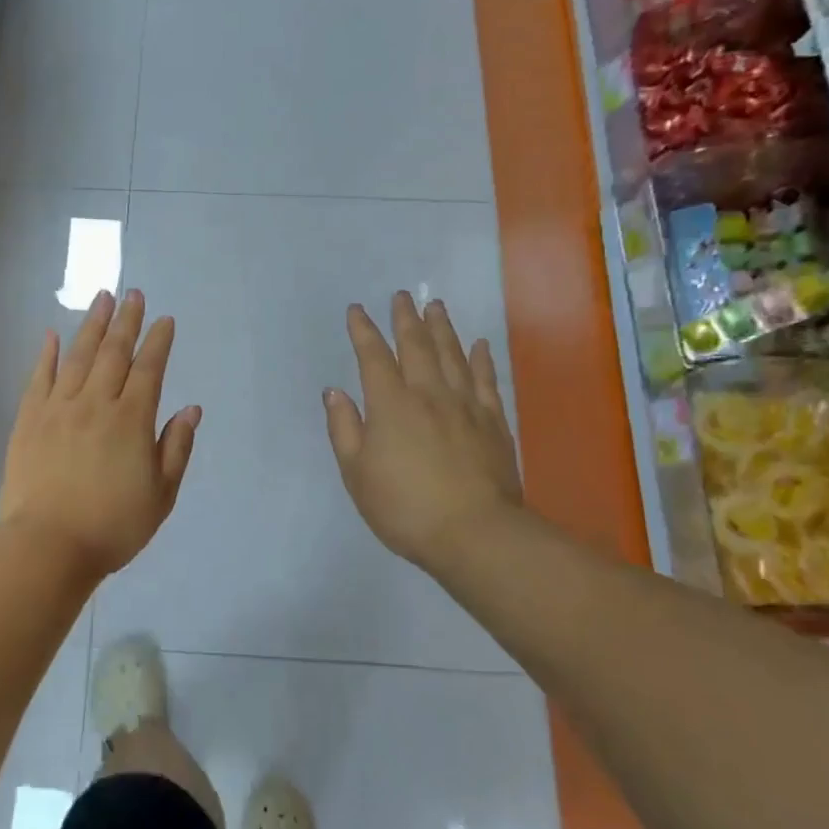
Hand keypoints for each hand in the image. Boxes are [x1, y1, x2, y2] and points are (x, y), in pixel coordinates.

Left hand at [0, 289, 200, 581]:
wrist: (48, 546)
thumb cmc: (113, 526)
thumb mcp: (161, 494)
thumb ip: (176, 448)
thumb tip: (191, 408)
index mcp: (131, 420)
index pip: (149, 370)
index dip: (158, 342)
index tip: (164, 320)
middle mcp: (95, 404)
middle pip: (113, 353)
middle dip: (126, 321)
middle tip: (133, 293)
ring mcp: (58, 409)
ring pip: (77, 356)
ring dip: (92, 325)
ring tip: (102, 299)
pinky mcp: (28, 420)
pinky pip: (38, 378)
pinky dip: (46, 354)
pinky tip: (52, 334)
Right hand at [323, 293, 523, 581]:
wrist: (475, 533)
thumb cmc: (404, 507)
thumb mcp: (357, 474)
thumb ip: (344, 429)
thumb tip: (335, 392)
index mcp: (390, 405)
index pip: (373, 357)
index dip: (363, 331)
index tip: (357, 310)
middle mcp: (428, 394)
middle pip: (416, 346)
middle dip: (406, 319)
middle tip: (402, 295)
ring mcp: (465, 405)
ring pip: (452, 355)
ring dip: (442, 328)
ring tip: (436, 305)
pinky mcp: (494, 422)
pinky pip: (486, 380)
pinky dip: (481, 359)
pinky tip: (479, 344)